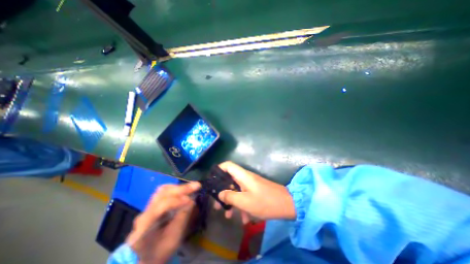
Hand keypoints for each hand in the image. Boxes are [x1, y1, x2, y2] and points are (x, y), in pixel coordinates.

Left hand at [127, 182, 201, 263]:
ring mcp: (147, 208)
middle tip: (196, 186)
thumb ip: (182, 218)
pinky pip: (164, 192)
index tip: (191, 199)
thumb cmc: (160, 251)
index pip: (160, 207)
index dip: (176, 201)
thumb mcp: (173, 239)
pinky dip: (176, 189)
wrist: (145, 259)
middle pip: (162, 194)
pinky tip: (184, 190)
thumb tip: (192, 200)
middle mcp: (144, 213)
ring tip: (192, 187)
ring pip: (163, 190)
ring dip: (179, 188)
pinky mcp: (153, 205)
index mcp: (145, 226)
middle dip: (181, 189)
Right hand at [214, 160, 292, 222]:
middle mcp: (245, 177)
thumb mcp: (245, 202)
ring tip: (227, 215)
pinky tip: (244, 220)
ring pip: (237, 190)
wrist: (287, 205)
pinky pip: (245, 196)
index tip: (212, 180)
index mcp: (242, 175)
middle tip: (217, 204)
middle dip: (222, 191)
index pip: (228, 165)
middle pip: (229, 179)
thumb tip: (220, 193)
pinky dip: (242, 205)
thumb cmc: (265, 202)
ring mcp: (251, 184)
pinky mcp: (255, 191)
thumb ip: (230, 197)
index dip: (219, 169)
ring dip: (232, 201)